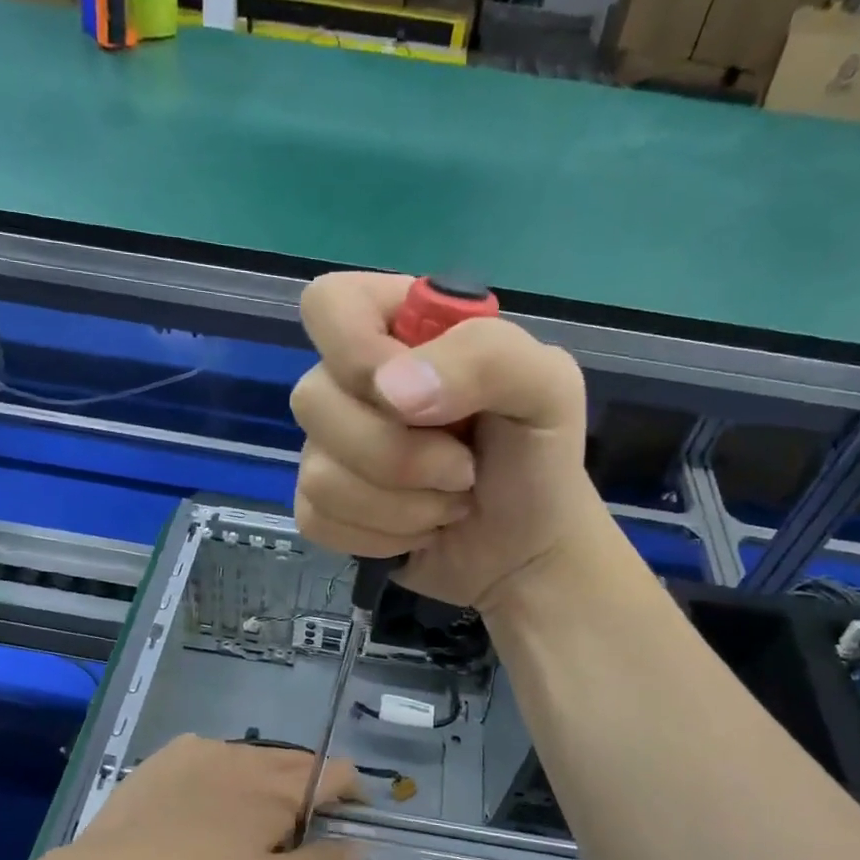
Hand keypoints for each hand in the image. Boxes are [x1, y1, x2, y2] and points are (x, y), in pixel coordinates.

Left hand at [64, 736, 361, 859]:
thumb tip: (361, 847)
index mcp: (279, 790)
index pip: (337, 771)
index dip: (353, 791)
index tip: (350, 817)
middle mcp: (249, 758)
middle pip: (299, 761)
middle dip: (311, 787)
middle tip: (298, 826)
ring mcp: (206, 749)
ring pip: (254, 756)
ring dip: (266, 779)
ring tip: (247, 816)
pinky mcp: (171, 752)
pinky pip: (213, 753)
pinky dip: (223, 772)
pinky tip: (202, 801)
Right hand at [291, 271, 597, 612]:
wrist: (527, 554)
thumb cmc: (539, 461)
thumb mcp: (547, 388)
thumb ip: (485, 359)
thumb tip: (390, 390)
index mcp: (401, 329)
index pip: (330, 305)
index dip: (356, 352)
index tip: (412, 401)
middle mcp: (354, 383)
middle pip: (313, 400)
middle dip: (399, 455)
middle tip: (462, 468)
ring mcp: (330, 447)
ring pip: (319, 476)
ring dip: (401, 506)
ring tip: (450, 503)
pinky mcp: (321, 506)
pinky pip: (317, 520)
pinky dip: (381, 538)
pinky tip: (419, 529)